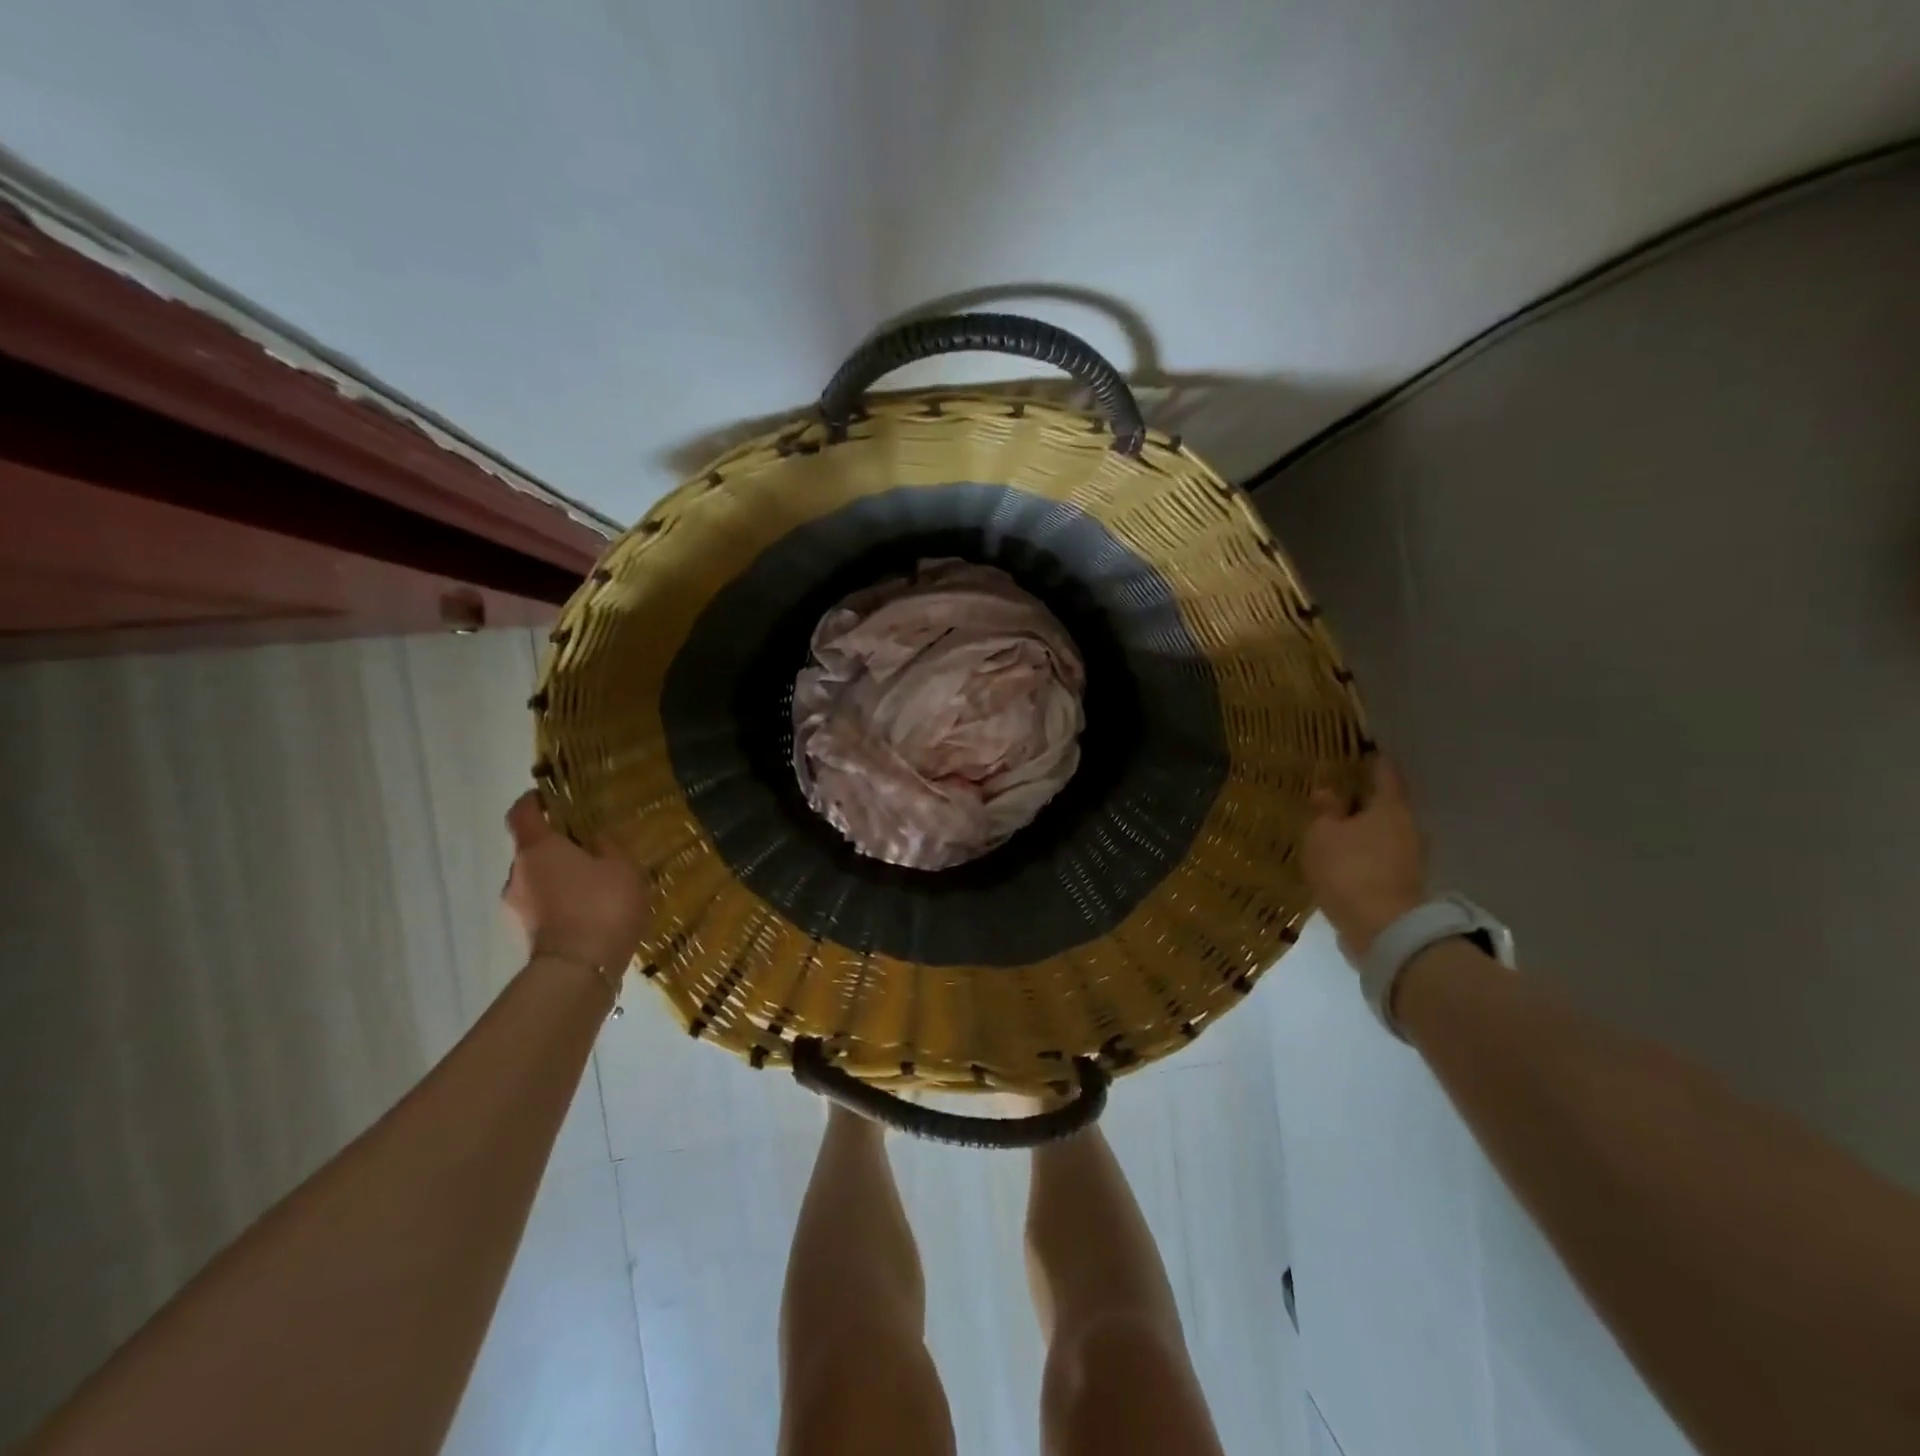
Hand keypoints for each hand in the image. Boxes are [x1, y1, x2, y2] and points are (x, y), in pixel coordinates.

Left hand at [502, 791, 652, 969]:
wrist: (579, 969)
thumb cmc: (601, 905)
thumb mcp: (621, 867)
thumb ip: (606, 847)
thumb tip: (594, 841)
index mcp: (537, 848)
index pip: (522, 813)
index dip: (532, 802)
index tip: (548, 797)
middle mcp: (517, 874)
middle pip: (531, 850)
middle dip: (556, 847)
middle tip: (589, 848)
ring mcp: (517, 907)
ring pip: (538, 880)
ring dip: (560, 878)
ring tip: (594, 884)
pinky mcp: (527, 934)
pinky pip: (544, 906)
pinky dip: (562, 903)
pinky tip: (590, 911)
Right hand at [1303, 757, 1427, 957]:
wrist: (1382, 929)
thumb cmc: (1349, 870)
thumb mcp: (1323, 834)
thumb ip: (1326, 810)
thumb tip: (1329, 791)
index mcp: (1391, 807)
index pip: (1384, 772)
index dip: (1371, 760)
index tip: (1359, 750)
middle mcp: (1409, 827)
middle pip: (1387, 804)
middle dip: (1364, 798)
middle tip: (1338, 793)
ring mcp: (1411, 857)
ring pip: (1385, 831)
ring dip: (1364, 828)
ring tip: (1336, 828)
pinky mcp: (1404, 883)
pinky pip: (1381, 856)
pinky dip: (1365, 852)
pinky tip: (1344, 857)